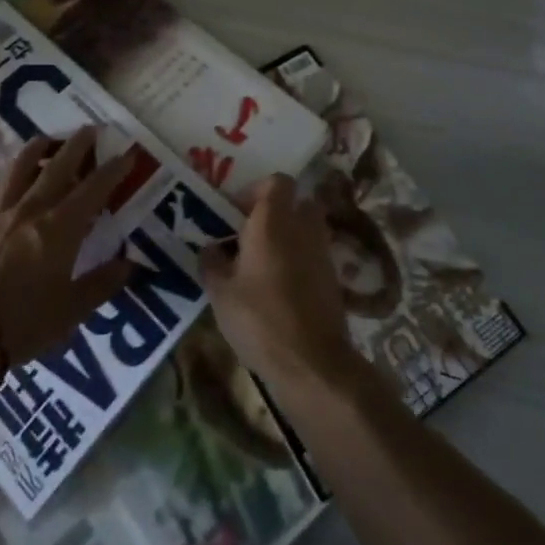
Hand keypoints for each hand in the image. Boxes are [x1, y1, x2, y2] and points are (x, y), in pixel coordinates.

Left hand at [0, 127, 135, 365]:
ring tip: (45, 141)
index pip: (94, 188)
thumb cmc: (26, 324)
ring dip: (34, 150)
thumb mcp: (74, 310)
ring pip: (17, 169)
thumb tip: (130, 264)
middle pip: (57, 166)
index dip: (113, 170)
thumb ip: (103, 283)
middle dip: (77, 145)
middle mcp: (31, 209)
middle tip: (90, 129)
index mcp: (61, 227)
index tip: (128, 154)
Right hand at [198, 174, 362, 395]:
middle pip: (296, 203)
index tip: (237, 212)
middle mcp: (303, 227)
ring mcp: (323, 253)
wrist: (312, 363)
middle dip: (276, 213)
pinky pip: (314, 257)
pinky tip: (279, 290)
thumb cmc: (260, 318)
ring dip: (289, 239)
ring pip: (307, 230)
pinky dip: (300, 264)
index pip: (277, 181)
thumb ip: (212, 263)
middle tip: (251, 235)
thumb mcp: (220, 292)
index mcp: (274, 220)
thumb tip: (210, 248)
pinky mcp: (334, 280)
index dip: (257, 190)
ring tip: (262, 265)